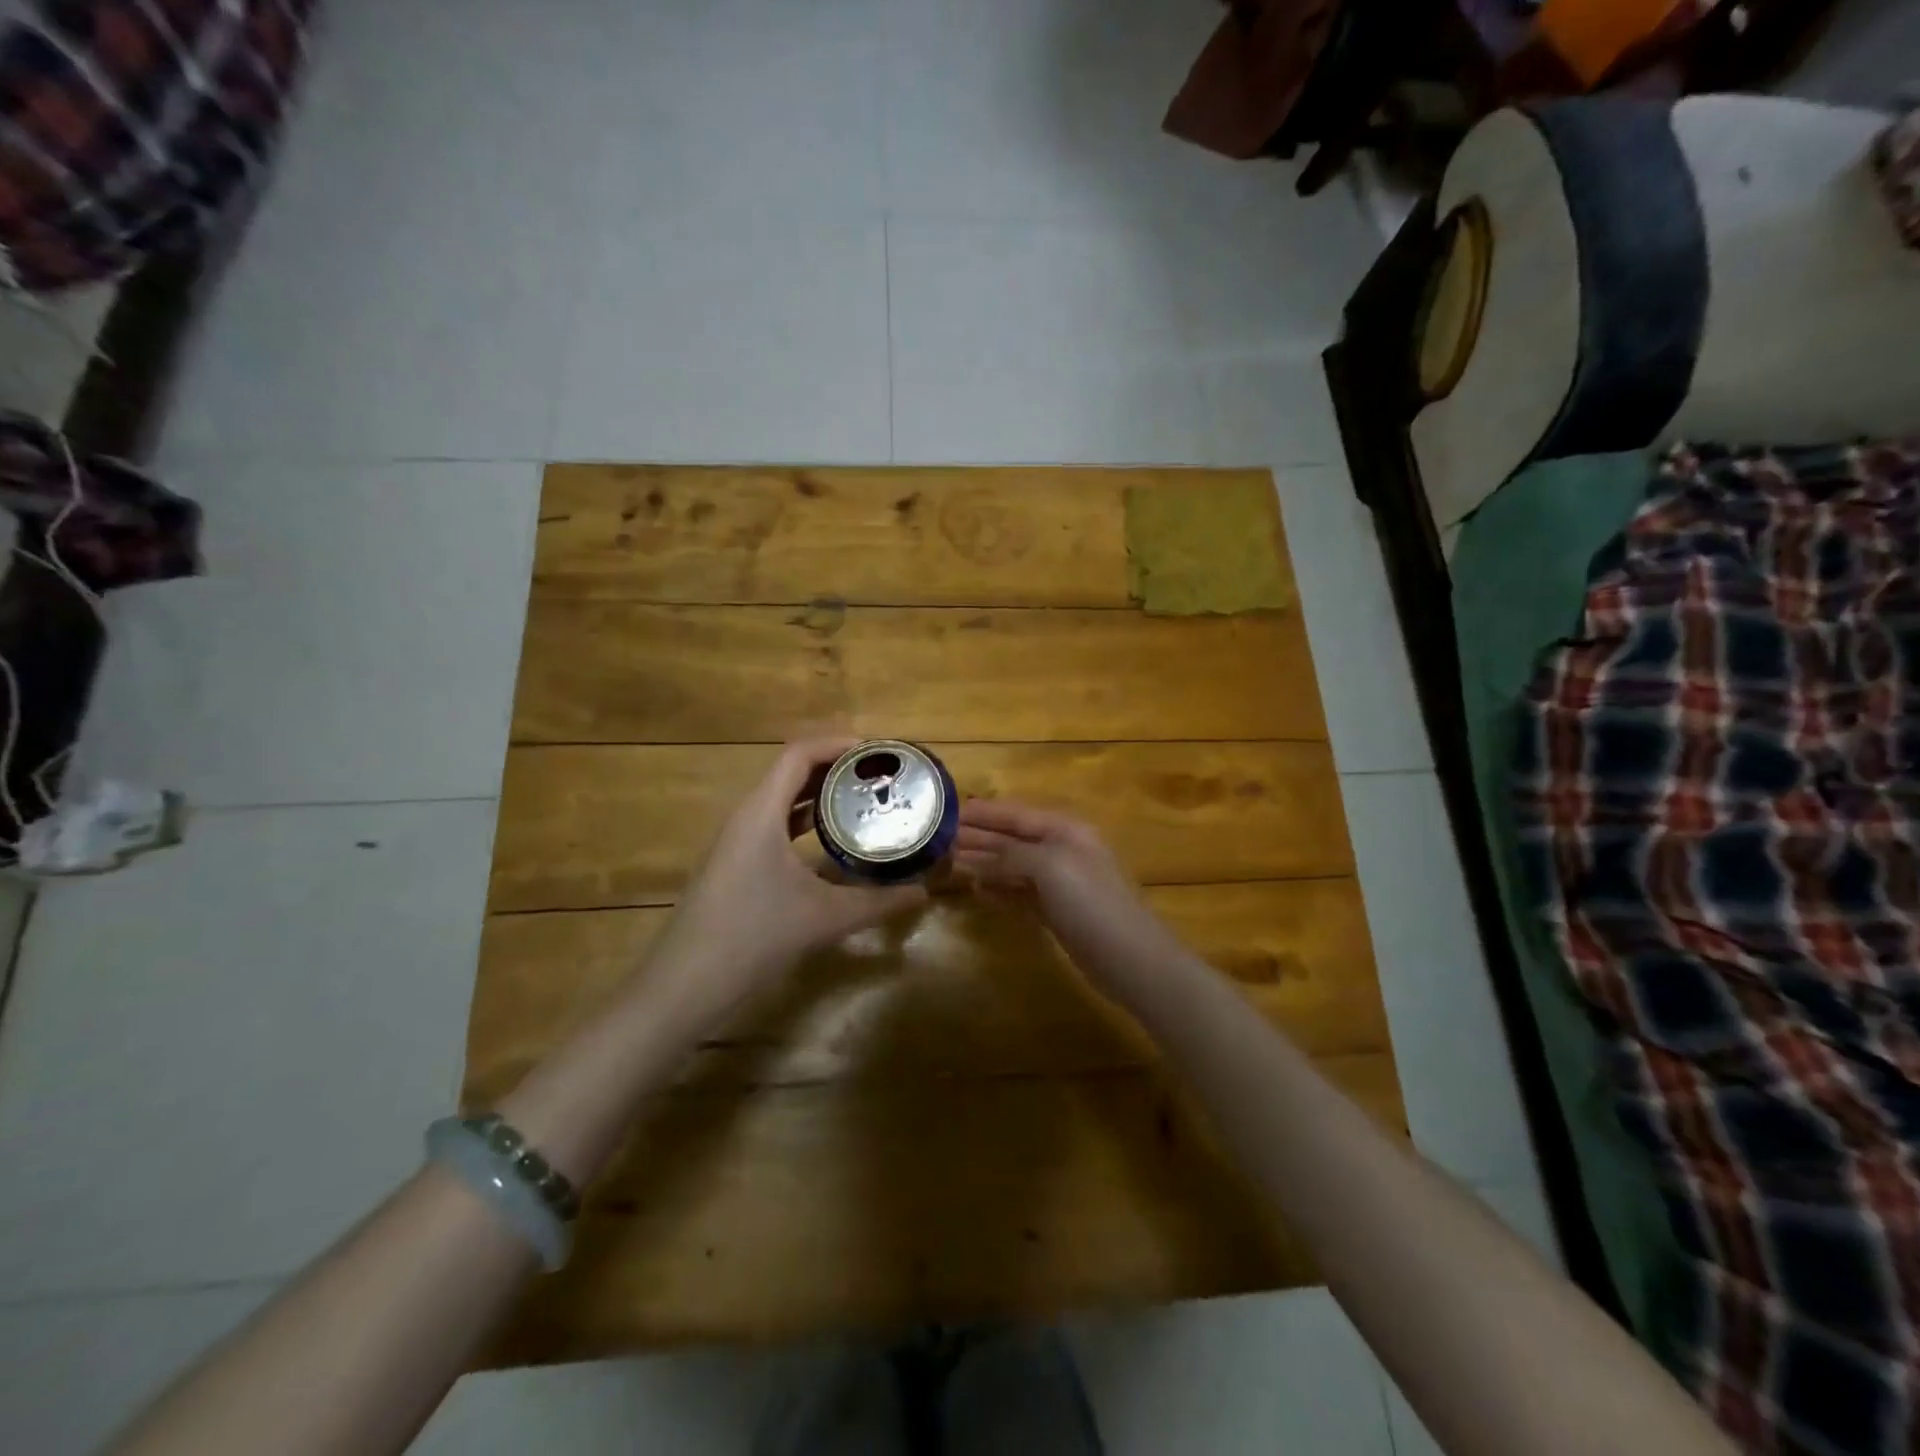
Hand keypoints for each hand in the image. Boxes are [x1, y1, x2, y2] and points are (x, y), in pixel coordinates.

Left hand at [656, 739, 928, 1016]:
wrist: (686, 986)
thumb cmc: (754, 937)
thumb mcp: (825, 918)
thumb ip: (878, 902)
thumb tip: (923, 893)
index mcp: (761, 812)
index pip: (799, 753)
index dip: (839, 744)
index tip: (879, 753)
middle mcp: (746, 817)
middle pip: (792, 772)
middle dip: (836, 768)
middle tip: (881, 777)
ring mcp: (737, 842)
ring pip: (783, 800)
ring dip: (821, 795)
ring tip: (865, 801)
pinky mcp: (735, 865)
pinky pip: (775, 826)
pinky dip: (806, 823)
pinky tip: (834, 843)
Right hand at [955, 799, 1171, 995]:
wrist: (1129, 957)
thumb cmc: (1090, 902)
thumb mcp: (1049, 866)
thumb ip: (1010, 854)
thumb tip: (976, 856)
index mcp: (1064, 829)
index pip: (1016, 814)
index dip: (983, 813)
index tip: (948, 811)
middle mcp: (1061, 850)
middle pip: (1013, 838)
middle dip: (979, 837)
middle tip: (941, 838)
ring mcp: (1060, 883)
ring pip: (1014, 866)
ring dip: (985, 863)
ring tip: (951, 862)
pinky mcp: (1057, 912)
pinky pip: (1021, 893)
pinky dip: (1000, 890)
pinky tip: (979, 891)